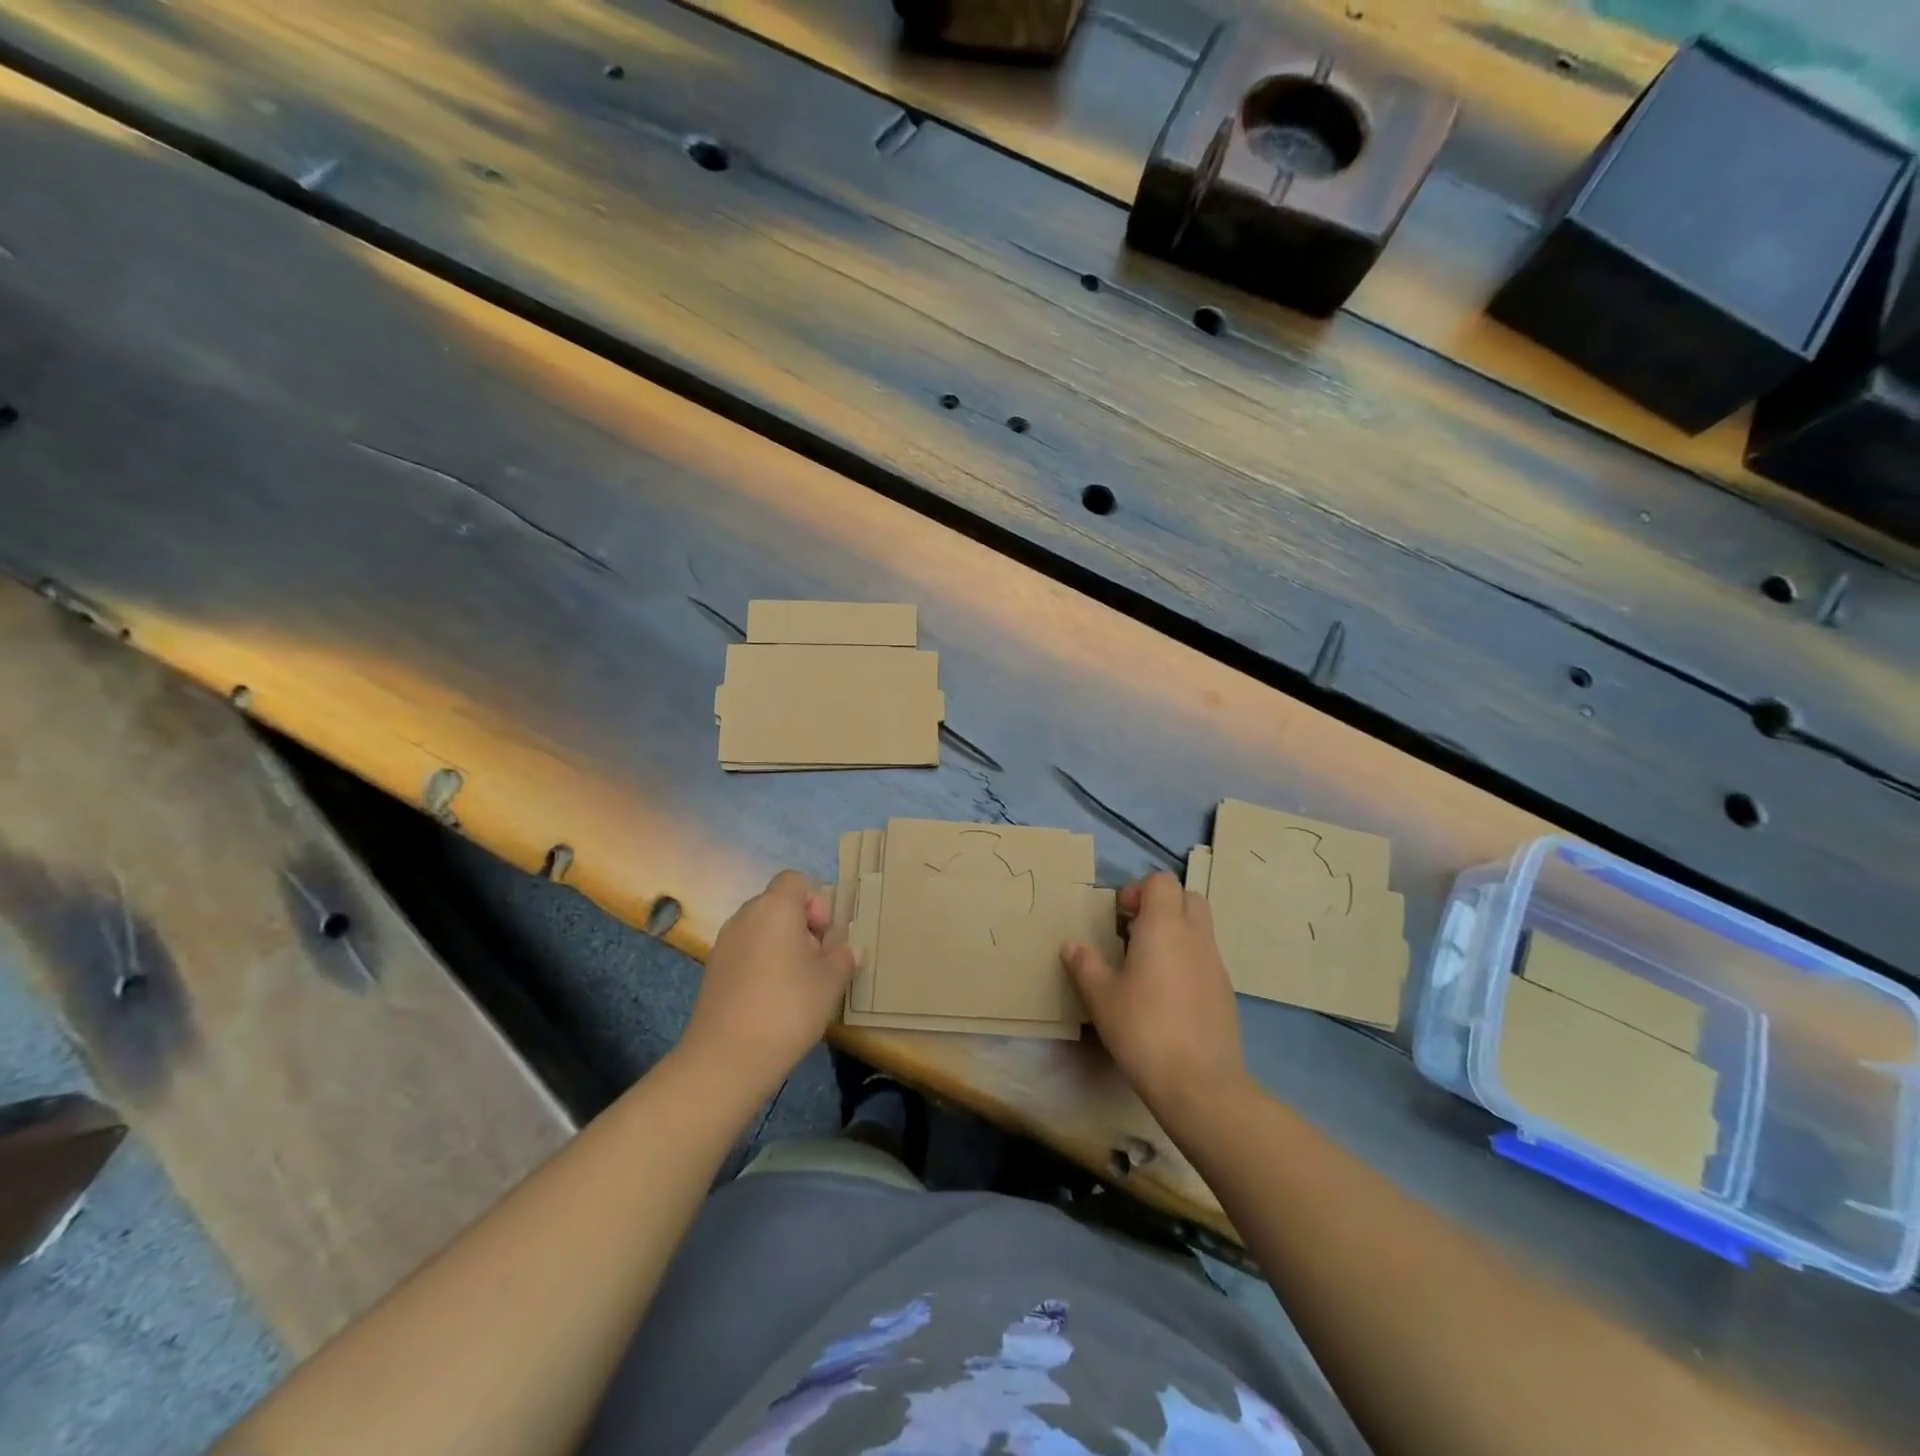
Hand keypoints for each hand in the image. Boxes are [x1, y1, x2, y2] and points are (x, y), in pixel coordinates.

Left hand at [681, 870, 857, 1093]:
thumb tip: (848, 950)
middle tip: (816, 962)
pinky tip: (772, 1000)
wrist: (727, 1057)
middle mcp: (745, 916)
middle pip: (778, 904)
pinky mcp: (713, 971)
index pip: (795, 880)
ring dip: (781, 947)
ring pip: (761, 930)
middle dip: (801, 926)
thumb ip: (844, 958)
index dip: (816, 902)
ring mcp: (724, 943)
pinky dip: (761, 965)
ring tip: (796, 984)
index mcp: (775, 907)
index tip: (824, 937)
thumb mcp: (831, 981)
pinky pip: (745, 952)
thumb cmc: (788, 1007)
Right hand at [1062, 871, 1249, 1125]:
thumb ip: (1085, 965)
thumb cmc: (1143, 1029)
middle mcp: (1195, 936)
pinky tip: (1167, 995)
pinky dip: (1187, 961)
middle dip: (1161, 905)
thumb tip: (1071, 945)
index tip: (1119, 917)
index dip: (1138, 890)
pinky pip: (1206, 959)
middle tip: (1134, 932)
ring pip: (1200, 928)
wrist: (1200, 1083)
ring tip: (1147, 965)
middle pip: (1187, 898)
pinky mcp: (1226, 992)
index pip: (1161, 881)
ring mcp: (1216, 964)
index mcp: (1164, 926)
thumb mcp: (1101, 997)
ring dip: (1175, 933)